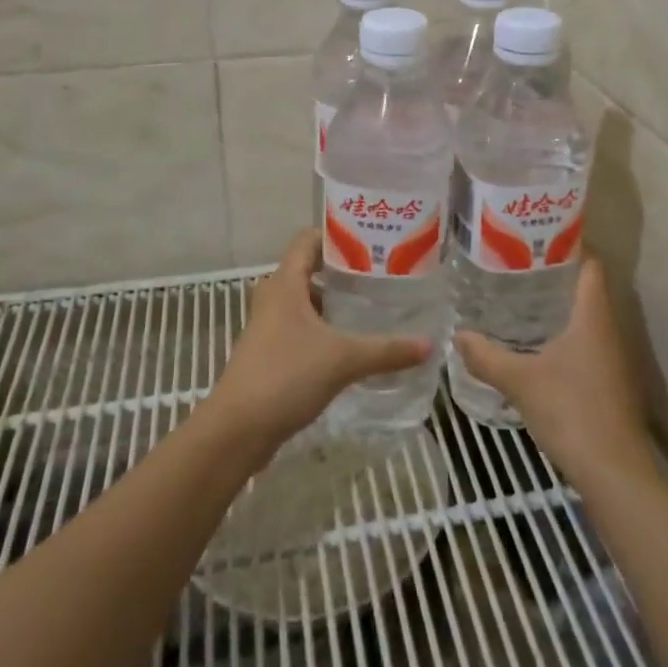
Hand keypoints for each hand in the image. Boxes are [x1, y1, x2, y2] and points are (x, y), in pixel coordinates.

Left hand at [206, 229, 430, 457]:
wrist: (237, 430)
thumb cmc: (286, 376)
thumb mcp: (343, 359)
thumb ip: (387, 350)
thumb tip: (429, 344)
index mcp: (284, 282)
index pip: (309, 239)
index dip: (338, 235)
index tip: (373, 241)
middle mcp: (274, 296)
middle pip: (310, 269)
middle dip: (345, 271)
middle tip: (383, 274)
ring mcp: (269, 325)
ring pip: (307, 301)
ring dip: (335, 302)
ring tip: (373, 305)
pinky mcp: (270, 352)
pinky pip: (302, 327)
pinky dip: (325, 327)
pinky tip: (352, 342)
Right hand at [454, 257, 655, 482]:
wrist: (615, 472)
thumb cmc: (571, 411)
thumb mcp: (520, 381)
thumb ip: (486, 356)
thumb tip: (457, 334)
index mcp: (593, 314)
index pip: (590, 264)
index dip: (569, 244)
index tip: (536, 236)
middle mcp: (608, 328)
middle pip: (586, 288)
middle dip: (554, 274)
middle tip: (515, 265)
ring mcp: (613, 357)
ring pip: (585, 317)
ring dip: (558, 306)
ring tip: (518, 298)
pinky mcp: (609, 382)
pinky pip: (585, 342)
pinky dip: (563, 334)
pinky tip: (535, 344)